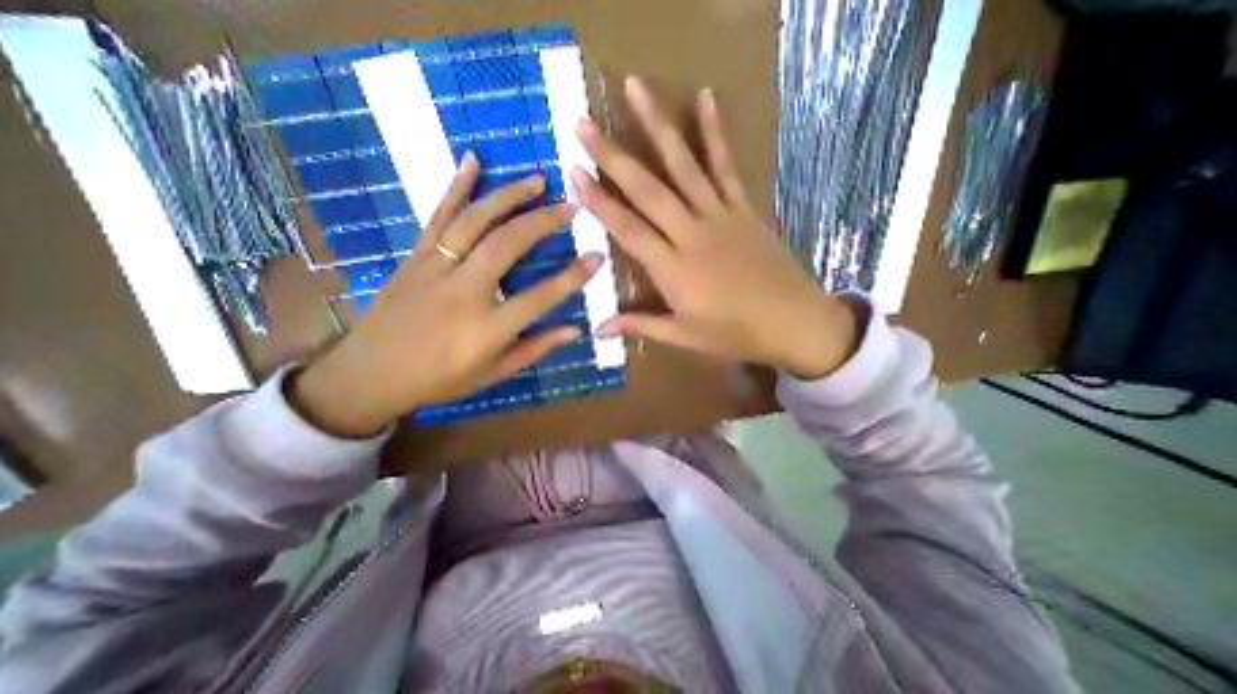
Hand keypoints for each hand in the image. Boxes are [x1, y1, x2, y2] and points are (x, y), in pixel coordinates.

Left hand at [291, 153, 597, 436]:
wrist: (370, 373)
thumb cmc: (440, 379)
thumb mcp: (494, 373)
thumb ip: (535, 348)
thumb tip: (574, 329)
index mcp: (487, 328)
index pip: (540, 297)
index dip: (573, 277)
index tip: (598, 256)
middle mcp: (464, 292)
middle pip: (508, 245)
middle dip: (543, 221)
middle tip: (570, 206)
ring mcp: (436, 269)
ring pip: (475, 222)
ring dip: (509, 196)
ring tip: (537, 180)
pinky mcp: (415, 257)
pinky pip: (438, 216)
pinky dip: (456, 186)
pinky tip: (472, 161)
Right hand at [573, 78, 856, 380]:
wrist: (792, 321)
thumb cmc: (734, 333)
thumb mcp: (683, 336)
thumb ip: (640, 325)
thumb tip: (598, 329)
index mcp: (672, 269)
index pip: (627, 229)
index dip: (599, 202)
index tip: (574, 173)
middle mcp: (690, 234)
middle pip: (647, 190)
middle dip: (612, 156)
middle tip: (583, 125)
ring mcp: (719, 215)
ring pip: (683, 166)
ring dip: (657, 126)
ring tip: (635, 88)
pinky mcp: (743, 207)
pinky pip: (726, 165)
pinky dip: (715, 131)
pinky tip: (706, 97)